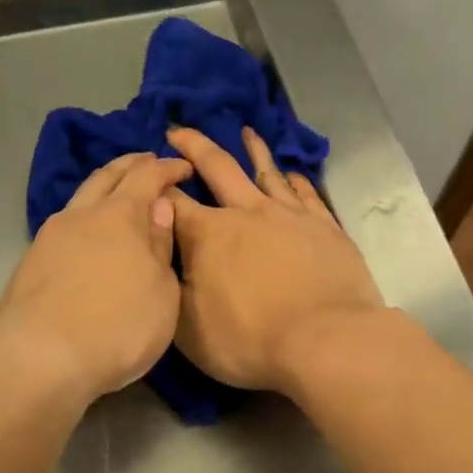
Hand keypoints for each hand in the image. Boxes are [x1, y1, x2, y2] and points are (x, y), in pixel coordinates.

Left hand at [0, 152, 192, 404]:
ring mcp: (50, 236)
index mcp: (120, 215)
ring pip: (80, 197)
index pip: (148, 176)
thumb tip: (159, 206)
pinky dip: (83, 215)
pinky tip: (87, 231)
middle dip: (130, 164)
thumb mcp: (161, 293)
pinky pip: (64, 224)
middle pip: (107, 176)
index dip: (168, 168)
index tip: (183, 167)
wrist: (38, 360)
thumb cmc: (117, 327)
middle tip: (147, 160)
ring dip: (102, 186)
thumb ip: (160, 246)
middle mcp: (82, 215)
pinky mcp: (30, 261)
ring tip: (116, 190)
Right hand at [167, 126, 383, 392]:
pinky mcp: (326, 228)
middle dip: (194, 147)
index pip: (172, 201)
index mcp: (208, 234)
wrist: (327, 342)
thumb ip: (171, 287)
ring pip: (267, 172)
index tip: (145, 173)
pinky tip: (292, 173)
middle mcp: (247, 213)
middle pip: (217, 168)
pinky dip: (295, 180)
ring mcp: (290, 216)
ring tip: (246, 132)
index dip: (154, 185)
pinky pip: (307, 194)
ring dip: (253, 150)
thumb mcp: (188, 328)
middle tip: (179, 130)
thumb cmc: (250, 340)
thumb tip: (163, 258)